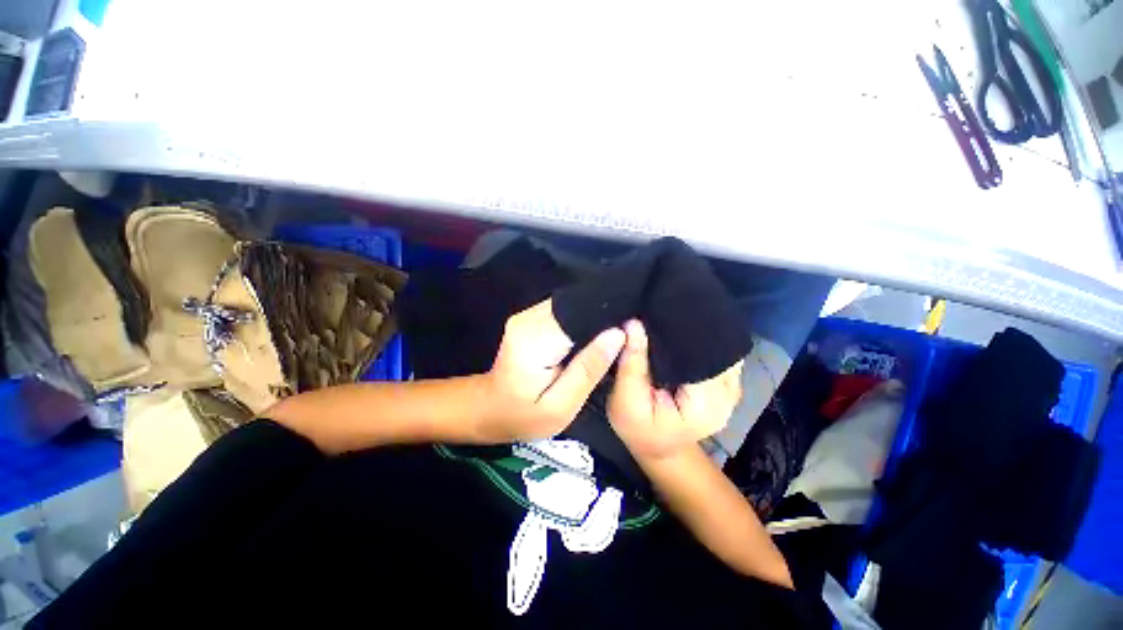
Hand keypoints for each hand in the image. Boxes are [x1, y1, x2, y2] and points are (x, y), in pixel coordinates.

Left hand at [481, 299, 624, 442]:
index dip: (606, 321)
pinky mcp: (530, 317)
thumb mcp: (561, 405)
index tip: (627, 332)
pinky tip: (587, 339)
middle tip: (621, 340)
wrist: (491, 409)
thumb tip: (618, 334)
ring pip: (571, 307)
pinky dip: (578, 323)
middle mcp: (529, 318)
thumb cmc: (524, 415)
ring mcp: (527, 314)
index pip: (580, 314)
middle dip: (600, 320)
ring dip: (589, 322)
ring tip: (607, 340)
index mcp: (535, 339)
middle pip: (576, 306)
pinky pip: (563, 312)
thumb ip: (589, 369)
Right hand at [608, 319, 742, 460]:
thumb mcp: (625, 401)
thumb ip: (632, 363)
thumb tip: (633, 323)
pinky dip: (700, 343)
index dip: (680, 331)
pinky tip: (680, 336)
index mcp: (707, 403)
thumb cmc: (638, 429)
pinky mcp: (726, 383)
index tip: (657, 314)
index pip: (700, 353)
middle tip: (660, 312)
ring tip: (668, 320)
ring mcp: (732, 387)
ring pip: (718, 346)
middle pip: (713, 347)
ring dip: (695, 334)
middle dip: (688, 329)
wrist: (657, 448)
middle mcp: (729, 393)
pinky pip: (717, 353)